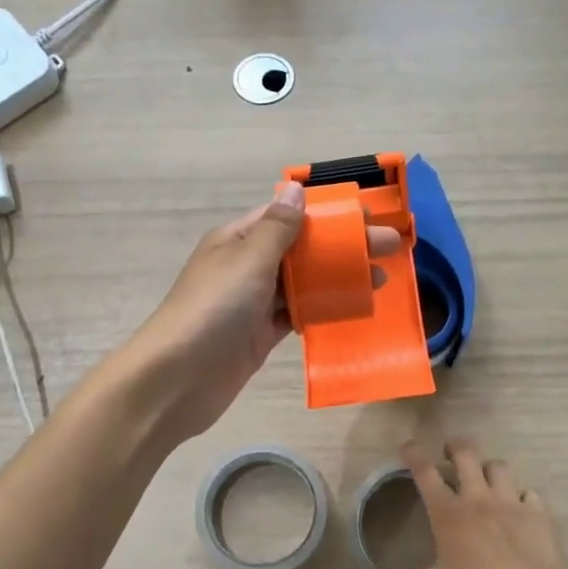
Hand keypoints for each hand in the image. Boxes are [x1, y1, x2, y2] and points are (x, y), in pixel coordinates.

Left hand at [124, 181, 400, 440]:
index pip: (288, 216)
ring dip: (338, 278)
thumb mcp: (248, 260)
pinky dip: (321, 309)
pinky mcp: (260, 335)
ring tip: (380, 279)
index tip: (367, 216)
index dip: (327, 214)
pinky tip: (352, 307)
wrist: (178, 379)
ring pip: (302, 283)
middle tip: (389, 248)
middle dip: (343, 246)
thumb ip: (277, 228)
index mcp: (238, 239)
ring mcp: (253, 302)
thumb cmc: (213, 310)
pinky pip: (297, 314)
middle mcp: (246, 266)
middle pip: (301, 249)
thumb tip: (295, 189)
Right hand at [357, 438, 567, 568]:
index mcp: (447, 511)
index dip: (414, 453)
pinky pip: (530, 494)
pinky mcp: (537, 513)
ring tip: (485, 477)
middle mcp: (477, 497)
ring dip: (489, 468)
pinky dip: (523, 497)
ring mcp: (510, 502)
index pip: (425, 471)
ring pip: (499, 466)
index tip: (408, 445)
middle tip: (450, 452)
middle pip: (466, 454)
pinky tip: (521, 508)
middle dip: (456, 446)